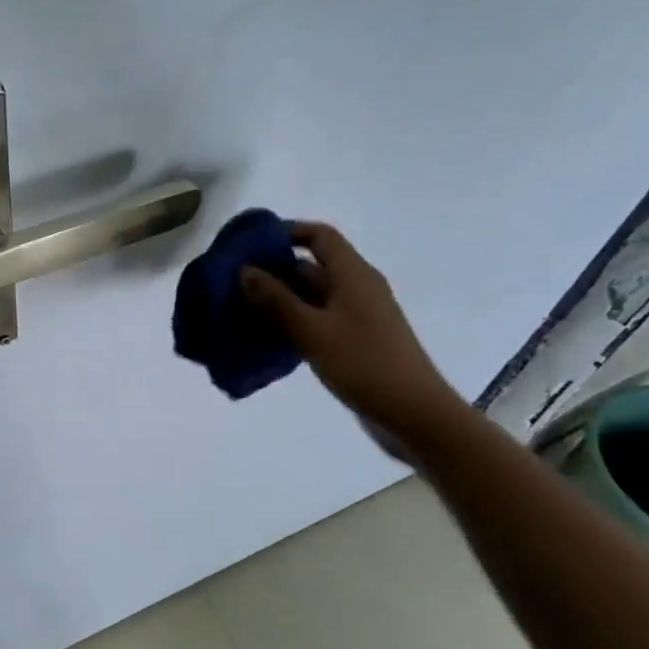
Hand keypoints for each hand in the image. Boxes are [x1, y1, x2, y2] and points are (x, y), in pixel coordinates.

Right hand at [239, 222, 466, 452]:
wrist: (415, 415)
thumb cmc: (364, 364)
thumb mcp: (312, 330)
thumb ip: (276, 300)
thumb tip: (245, 270)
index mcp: (353, 275)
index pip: (319, 236)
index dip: (286, 232)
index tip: (250, 245)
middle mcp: (357, 288)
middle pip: (311, 266)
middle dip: (273, 271)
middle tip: (234, 283)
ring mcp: (357, 316)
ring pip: (311, 296)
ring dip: (279, 300)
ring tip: (240, 310)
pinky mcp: (355, 341)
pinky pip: (317, 320)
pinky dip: (292, 323)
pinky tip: (266, 338)